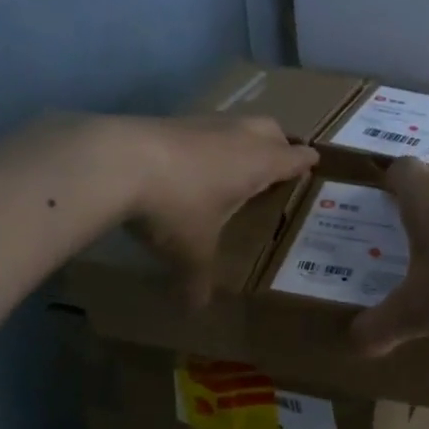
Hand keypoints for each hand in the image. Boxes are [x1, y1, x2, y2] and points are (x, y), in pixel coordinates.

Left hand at [125, 115, 317, 305]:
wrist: (116, 161)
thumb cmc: (176, 206)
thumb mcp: (192, 251)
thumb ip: (198, 279)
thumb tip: (196, 309)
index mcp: (259, 164)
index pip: (295, 157)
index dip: (306, 163)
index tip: (312, 167)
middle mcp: (239, 137)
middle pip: (273, 130)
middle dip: (280, 144)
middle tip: (278, 164)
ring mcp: (205, 123)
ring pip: (238, 123)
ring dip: (244, 139)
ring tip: (236, 164)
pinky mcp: (172, 119)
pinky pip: (205, 127)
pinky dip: (209, 141)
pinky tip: (194, 162)